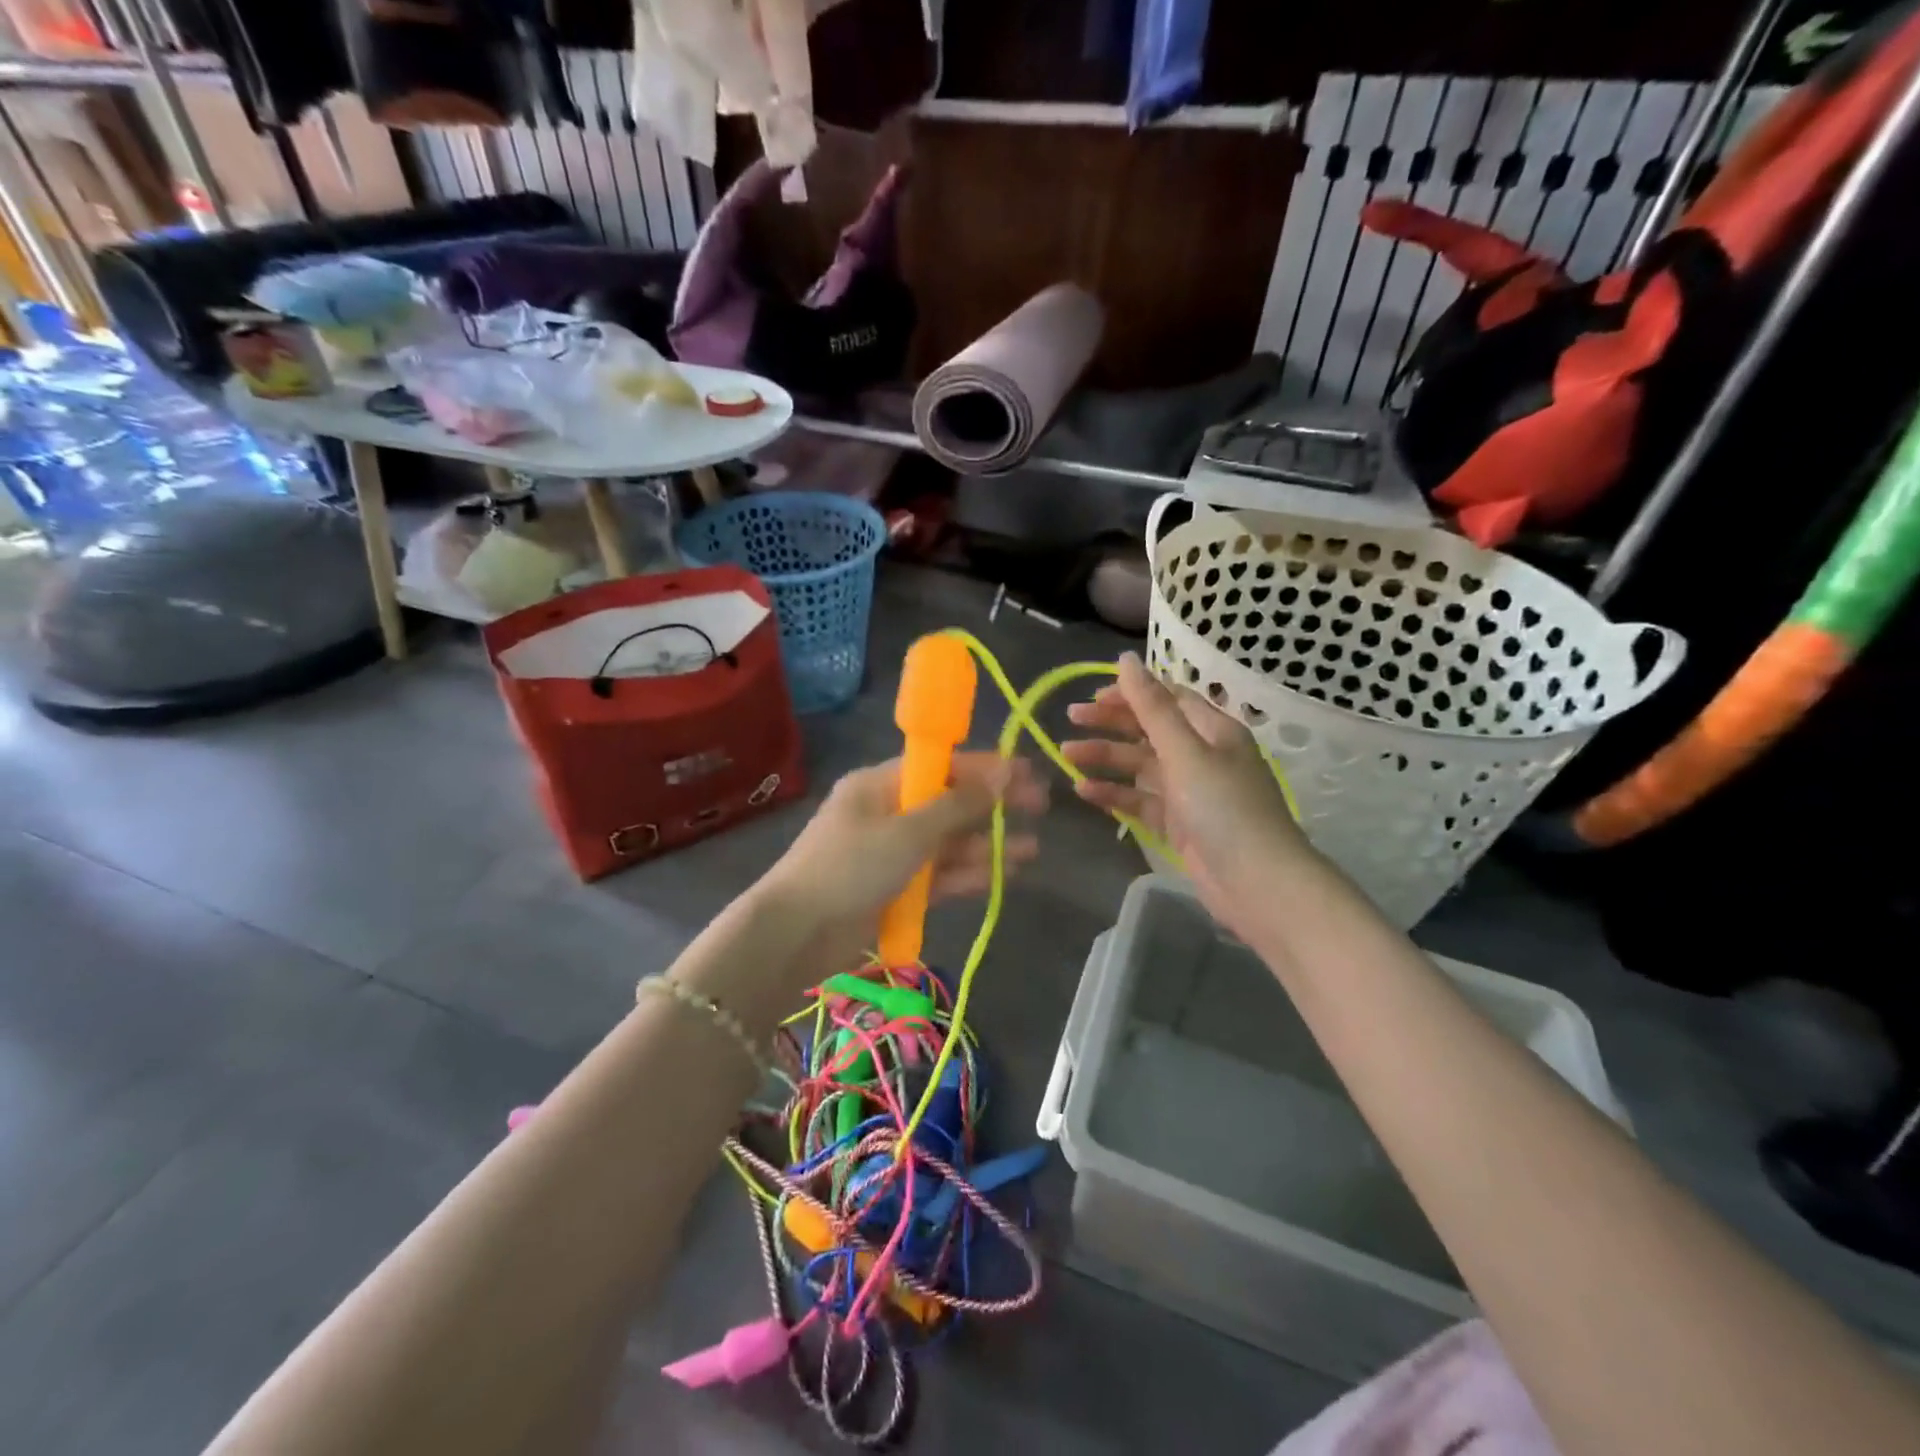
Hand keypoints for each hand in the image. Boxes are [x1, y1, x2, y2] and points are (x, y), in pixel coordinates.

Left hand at [761, 753, 1046, 973]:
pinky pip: (938, 875)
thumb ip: (958, 806)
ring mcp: (891, 853)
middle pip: (949, 803)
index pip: (941, 766)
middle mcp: (887, 812)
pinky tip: (1003, 875)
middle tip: (1040, 807)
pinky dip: (967, 874)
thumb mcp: (908, 832)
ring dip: (986, 845)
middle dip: (992, 806)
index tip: (1026, 771)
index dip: (986, 768)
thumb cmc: (850, 868)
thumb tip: (1003, 774)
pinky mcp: (895, 889)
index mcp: (880, 785)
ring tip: (1029, 850)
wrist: (796, 934)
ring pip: (948, 843)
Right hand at [1062, 653, 1307, 939]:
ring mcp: (1190, 791)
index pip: (1168, 698)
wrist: (1257, 884)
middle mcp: (1202, 755)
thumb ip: (1152, 708)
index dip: (1131, 693)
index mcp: (1213, 730)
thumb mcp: (1185, 752)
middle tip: (1070, 718)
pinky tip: (1083, 791)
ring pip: (1141, 766)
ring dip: (1106, 758)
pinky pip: (1141, 800)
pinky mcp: (1179, 824)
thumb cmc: (1224, 808)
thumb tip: (1126, 658)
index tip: (1093, 695)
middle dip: (1111, 723)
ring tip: (1066, 755)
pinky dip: (1114, 794)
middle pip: (1150, 729)